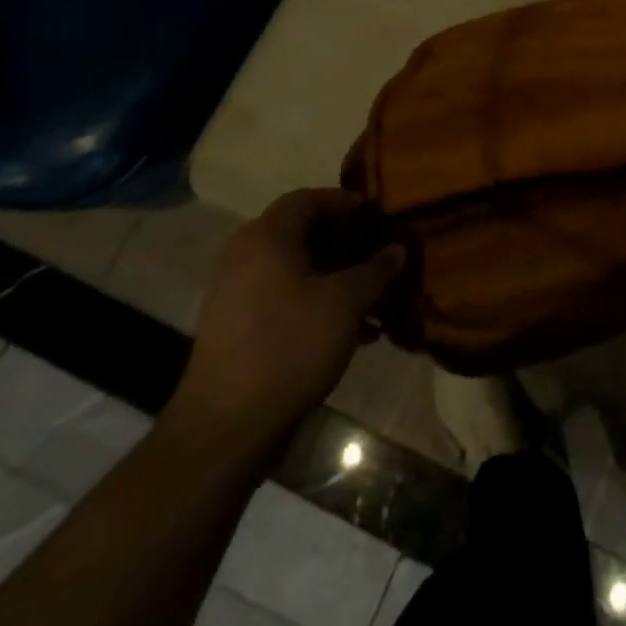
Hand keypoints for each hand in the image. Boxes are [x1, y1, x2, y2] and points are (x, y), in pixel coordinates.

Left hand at [174, 188, 404, 433]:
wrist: (226, 427)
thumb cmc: (290, 346)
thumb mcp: (345, 303)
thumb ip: (376, 270)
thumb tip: (398, 249)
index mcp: (266, 236)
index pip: (308, 199)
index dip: (346, 202)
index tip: (378, 215)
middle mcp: (245, 255)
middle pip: (302, 232)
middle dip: (346, 242)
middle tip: (380, 253)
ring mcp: (237, 293)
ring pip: (296, 268)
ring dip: (336, 277)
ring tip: (374, 297)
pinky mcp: (237, 327)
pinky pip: (284, 297)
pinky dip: (317, 302)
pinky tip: (353, 331)